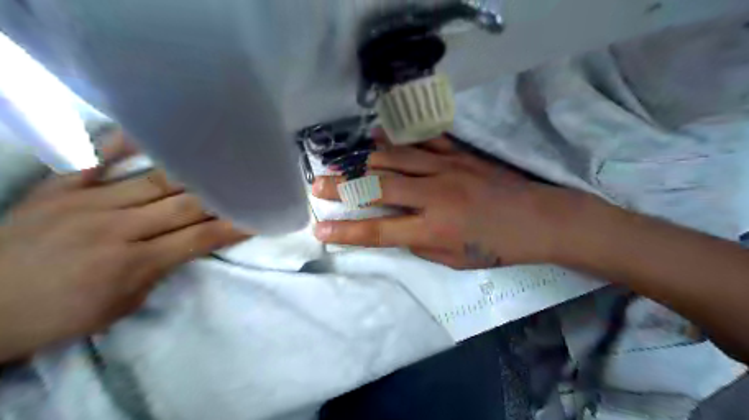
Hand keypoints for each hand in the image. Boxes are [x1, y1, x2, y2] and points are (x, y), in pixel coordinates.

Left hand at [1, 132, 248, 360]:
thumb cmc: (59, 314)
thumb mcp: (121, 306)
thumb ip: (160, 271)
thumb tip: (186, 245)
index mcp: (134, 263)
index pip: (200, 239)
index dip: (233, 228)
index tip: (258, 217)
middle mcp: (118, 227)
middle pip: (185, 205)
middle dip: (222, 196)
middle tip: (246, 183)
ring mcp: (88, 203)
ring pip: (155, 181)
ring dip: (192, 172)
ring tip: (218, 158)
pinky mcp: (60, 188)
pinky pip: (96, 159)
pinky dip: (124, 144)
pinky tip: (151, 132)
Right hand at [311, 137, 597, 268]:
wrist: (539, 218)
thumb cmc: (497, 247)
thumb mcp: (454, 260)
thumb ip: (419, 243)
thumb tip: (395, 227)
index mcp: (433, 228)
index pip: (378, 231)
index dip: (346, 231)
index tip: (320, 227)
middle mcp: (434, 194)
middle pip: (378, 187)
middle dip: (343, 186)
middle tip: (317, 183)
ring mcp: (446, 168)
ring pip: (394, 158)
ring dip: (362, 159)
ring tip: (338, 160)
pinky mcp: (458, 153)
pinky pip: (421, 140)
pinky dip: (396, 138)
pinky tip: (376, 135)